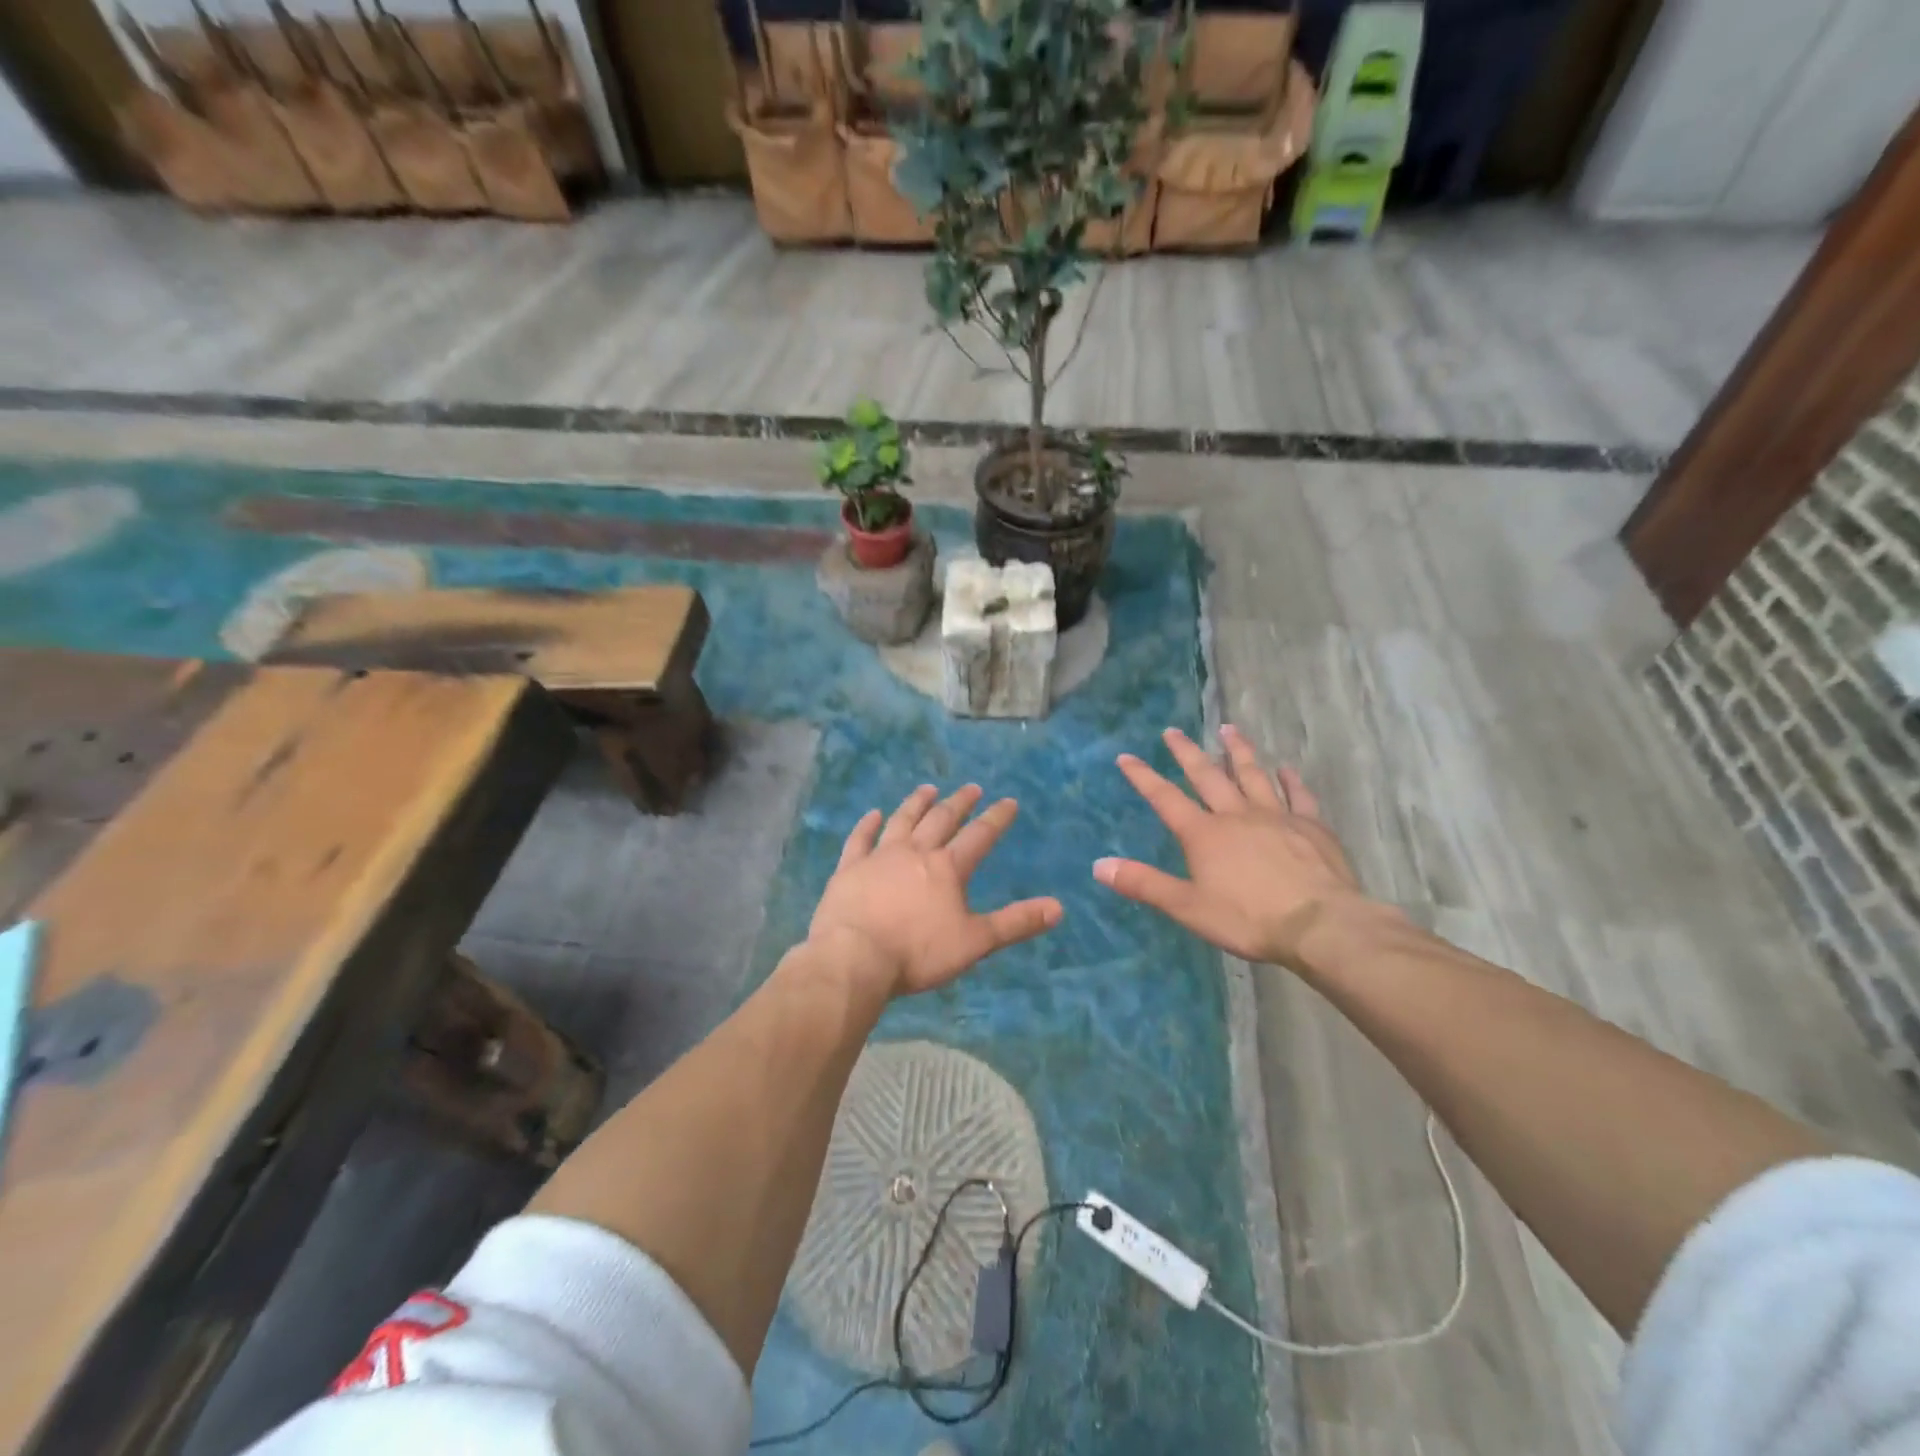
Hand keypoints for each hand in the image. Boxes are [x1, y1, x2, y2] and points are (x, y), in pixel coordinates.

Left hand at [809, 784, 1062, 997]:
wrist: (855, 958)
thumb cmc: (918, 953)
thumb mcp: (975, 942)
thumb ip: (1015, 923)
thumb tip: (1058, 907)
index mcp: (947, 868)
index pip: (979, 836)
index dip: (996, 818)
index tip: (1009, 801)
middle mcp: (915, 852)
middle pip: (941, 820)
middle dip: (959, 802)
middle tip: (971, 787)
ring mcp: (879, 857)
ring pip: (902, 821)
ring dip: (917, 803)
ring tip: (928, 789)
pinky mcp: (850, 868)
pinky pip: (860, 839)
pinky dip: (867, 824)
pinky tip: (873, 814)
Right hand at [1095, 726, 1375, 968]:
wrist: (1320, 925)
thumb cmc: (1248, 919)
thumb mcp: (1187, 907)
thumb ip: (1144, 884)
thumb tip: (1098, 865)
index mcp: (1204, 834)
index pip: (1166, 798)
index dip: (1143, 777)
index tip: (1126, 756)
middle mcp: (1236, 815)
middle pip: (1207, 776)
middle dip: (1187, 752)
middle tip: (1173, 731)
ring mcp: (1276, 816)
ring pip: (1252, 775)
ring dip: (1237, 751)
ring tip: (1229, 729)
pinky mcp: (1310, 826)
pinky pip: (1298, 795)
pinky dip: (1290, 780)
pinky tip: (1286, 769)